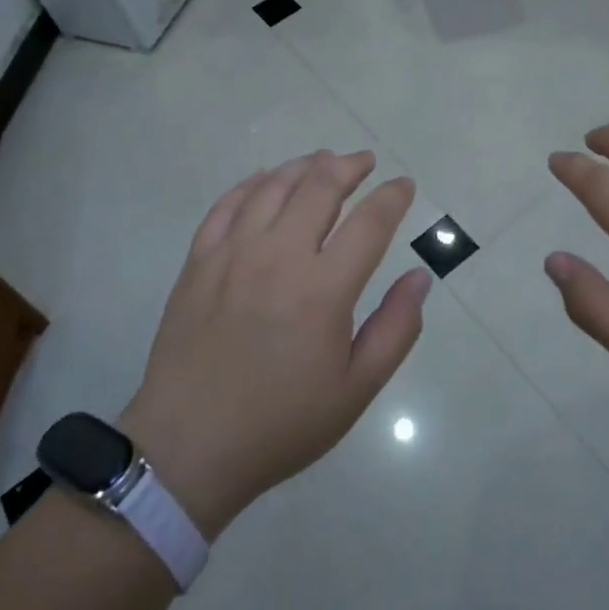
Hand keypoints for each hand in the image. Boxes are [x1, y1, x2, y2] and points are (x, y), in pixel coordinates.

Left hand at [120, 151, 429, 538]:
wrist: (188, 449)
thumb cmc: (281, 423)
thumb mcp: (355, 390)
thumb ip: (396, 329)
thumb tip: (420, 276)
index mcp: (323, 290)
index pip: (369, 222)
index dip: (392, 196)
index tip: (403, 184)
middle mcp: (279, 256)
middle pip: (320, 186)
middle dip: (349, 166)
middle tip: (364, 161)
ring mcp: (232, 253)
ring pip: (274, 185)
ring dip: (304, 166)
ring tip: (322, 161)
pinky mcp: (199, 260)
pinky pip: (227, 204)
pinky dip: (252, 183)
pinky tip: (265, 179)